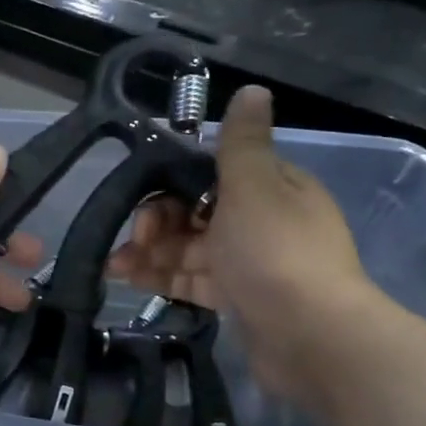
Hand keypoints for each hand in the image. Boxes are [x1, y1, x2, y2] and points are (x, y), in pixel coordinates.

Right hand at [106, 86, 382, 401]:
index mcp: (272, 187)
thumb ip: (241, 142)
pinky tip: (129, 280)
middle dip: (156, 222)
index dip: (172, 183)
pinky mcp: (238, 299)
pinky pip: (193, 278)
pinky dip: (162, 276)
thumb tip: (253, 88)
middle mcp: (262, 221)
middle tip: (133, 240)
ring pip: (189, 247)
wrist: (311, 337)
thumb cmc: (275, 252)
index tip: (144, 197)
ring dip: (150, 252)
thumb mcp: (254, 186)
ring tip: (114, 267)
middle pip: (194, 212)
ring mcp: (250, 263)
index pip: (211, 173)